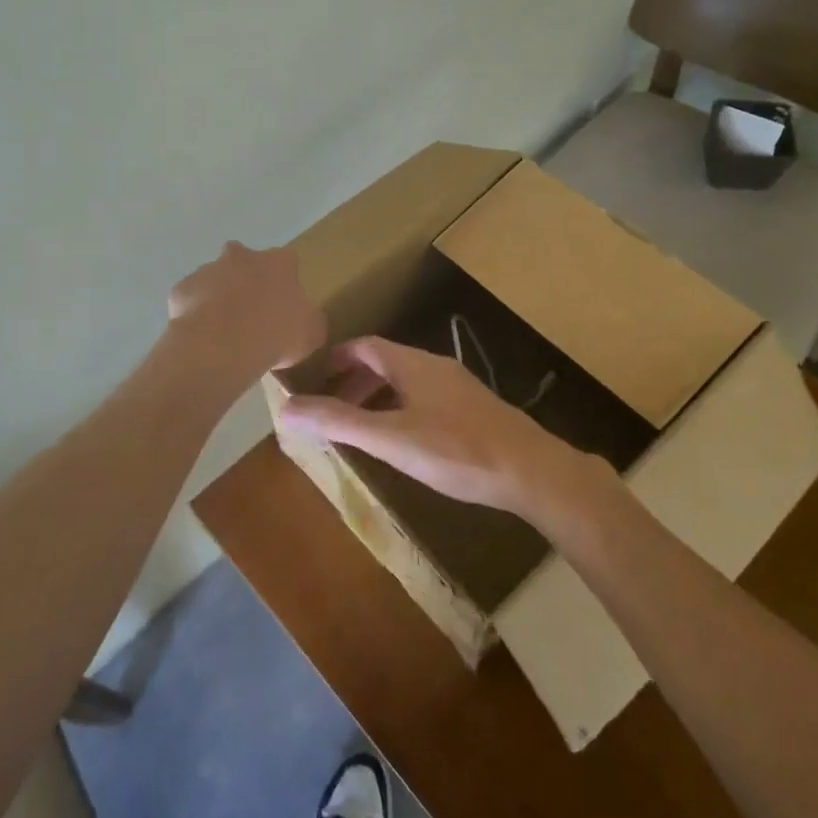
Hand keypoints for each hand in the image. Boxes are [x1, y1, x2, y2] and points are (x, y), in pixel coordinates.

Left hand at [168, 242, 325, 377]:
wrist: (223, 345)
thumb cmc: (276, 334)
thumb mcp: (311, 333)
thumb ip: (309, 320)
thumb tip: (304, 321)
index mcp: (279, 262)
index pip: (286, 263)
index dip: (285, 285)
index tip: (283, 308)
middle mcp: (242, 256)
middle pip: (246, 263)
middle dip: (248, 283)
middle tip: (252, 316)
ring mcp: (208, 269)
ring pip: (216, 280)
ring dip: (220, 299)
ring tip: (224, 333)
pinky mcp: (182, 288)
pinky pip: (191, 300)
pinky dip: (196, 314)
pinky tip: (202, 337)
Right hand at [277, 337, 603, 518]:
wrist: (531, 470)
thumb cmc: (455, 451)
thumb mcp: (389, 438)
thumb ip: (338, 422)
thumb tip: (286, 408)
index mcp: (412, 364)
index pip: (366, 347)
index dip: (338, 358)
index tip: (314, 376)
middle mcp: (435, 367)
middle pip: (386, 362)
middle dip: (354, 382)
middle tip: (332, 408)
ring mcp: (459, 387)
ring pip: (408, 381)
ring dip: (379, 396)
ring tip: (362, 427)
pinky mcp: (475, 409)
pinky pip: (426, 397)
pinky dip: (402, 408)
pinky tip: (406, 440)